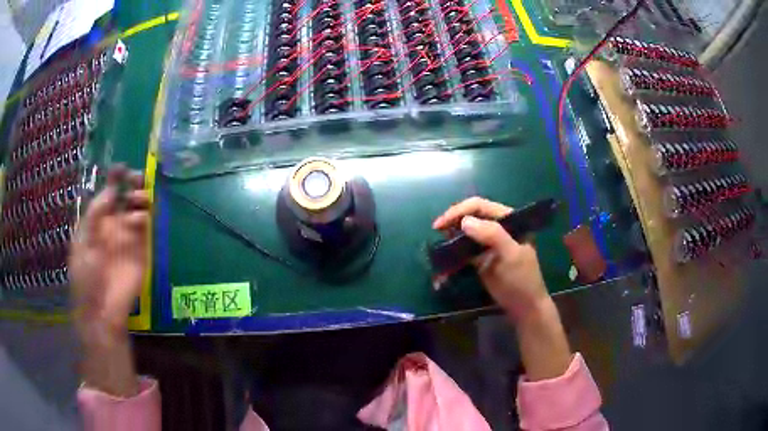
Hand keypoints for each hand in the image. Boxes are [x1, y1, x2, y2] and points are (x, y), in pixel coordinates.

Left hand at [69, 165, 149, 344]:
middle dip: (132, 183)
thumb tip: (111, 190)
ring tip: (139, 200)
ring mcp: (127, 236)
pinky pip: (145, 227)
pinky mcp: (141, 250)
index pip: (108, 192)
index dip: (114, 179)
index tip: (121, 169)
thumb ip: (95, 215)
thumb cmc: (86, 276)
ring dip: (140, 198)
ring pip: (138, 208)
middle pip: (126, 196)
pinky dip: (144, 218)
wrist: (101, 309)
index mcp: (96, 220)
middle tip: (137, 179)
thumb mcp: (83, 242)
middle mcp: (113, 224)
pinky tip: (139, 219)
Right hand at [433, 197, 549, 322]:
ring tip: (438, 246)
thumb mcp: (511, 256)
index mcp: (510, 220)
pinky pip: (463, 251)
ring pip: (465, 233)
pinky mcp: (481, 258)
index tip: (440, 224)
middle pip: (471, 216)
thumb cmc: (522, 280)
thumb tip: (464, 222)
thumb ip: (492, 235)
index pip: (481, 206)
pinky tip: (443, 263)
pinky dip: (452, 255)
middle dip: (452, 223)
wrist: (524, 308)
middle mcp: (499, 227)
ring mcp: (489, 243)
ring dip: (450, 238)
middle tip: (436, 232)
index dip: (459, 211)